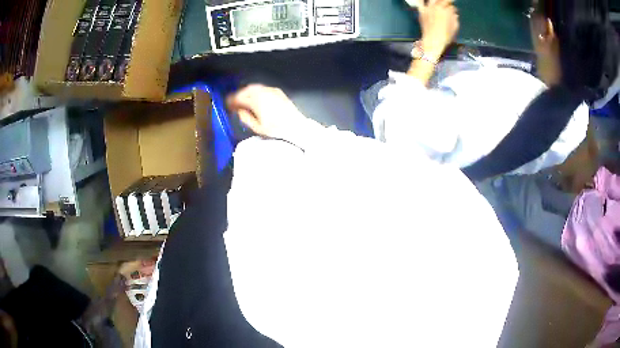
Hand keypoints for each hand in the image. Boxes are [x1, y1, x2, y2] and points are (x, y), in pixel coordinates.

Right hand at [227, 85, 306, 137]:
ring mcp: (271, 90)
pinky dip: (255, 92)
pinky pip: (262, 88)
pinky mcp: (277, 91)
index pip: (239, 97)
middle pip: (245, 90)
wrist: (296, 126)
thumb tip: (239, 111)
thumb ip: (245, 117)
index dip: (231, 100)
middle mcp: (262, 92)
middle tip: (233, 102)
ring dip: (246, 93)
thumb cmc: (276, 129)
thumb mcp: (257, 127)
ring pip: (253, 87)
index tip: (227, 104)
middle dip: (238, 95)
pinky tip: (255, 99)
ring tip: (243, 101)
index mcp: (256, 100)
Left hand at [417, 0, 458, 59]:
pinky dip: (422, 0)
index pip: (451, 5)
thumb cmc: (446, 36)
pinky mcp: (422, 11)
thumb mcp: (455, 28)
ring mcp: (428, 8)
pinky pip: (420, 2)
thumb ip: (455, 18)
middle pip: (442, 1)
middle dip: (446, 2)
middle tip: (447, 3)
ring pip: (432, 0)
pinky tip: (425, 1)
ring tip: (439, 2)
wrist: (433, 41)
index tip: (454, 8)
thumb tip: (455, 14)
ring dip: (437, 0)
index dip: (453, 7)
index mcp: (447, 11)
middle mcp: (437, 7)